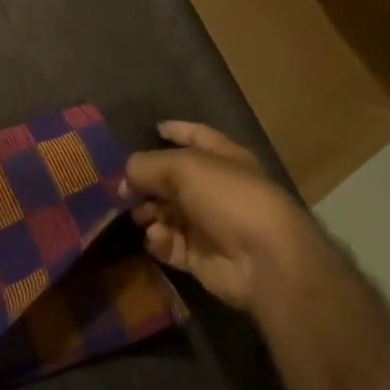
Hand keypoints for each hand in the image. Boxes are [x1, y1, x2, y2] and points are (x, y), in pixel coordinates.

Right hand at [119, 121, 329, 313]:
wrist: (266, 261)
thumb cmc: (229, 198)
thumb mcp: (182, 167)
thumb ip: (146, 165)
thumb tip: (125, 176)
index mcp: (224, 159)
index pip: (198, 136)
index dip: (177, 131)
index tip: (154, 129)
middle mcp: (217, 190)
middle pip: (173, 180)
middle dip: (147, 182)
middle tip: (123, 188)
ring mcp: (209, 225)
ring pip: (167, 213)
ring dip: (149, 213)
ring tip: (139, 215)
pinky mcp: (201, 257)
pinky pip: (170, 244)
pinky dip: (159, 240)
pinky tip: (157, 236)